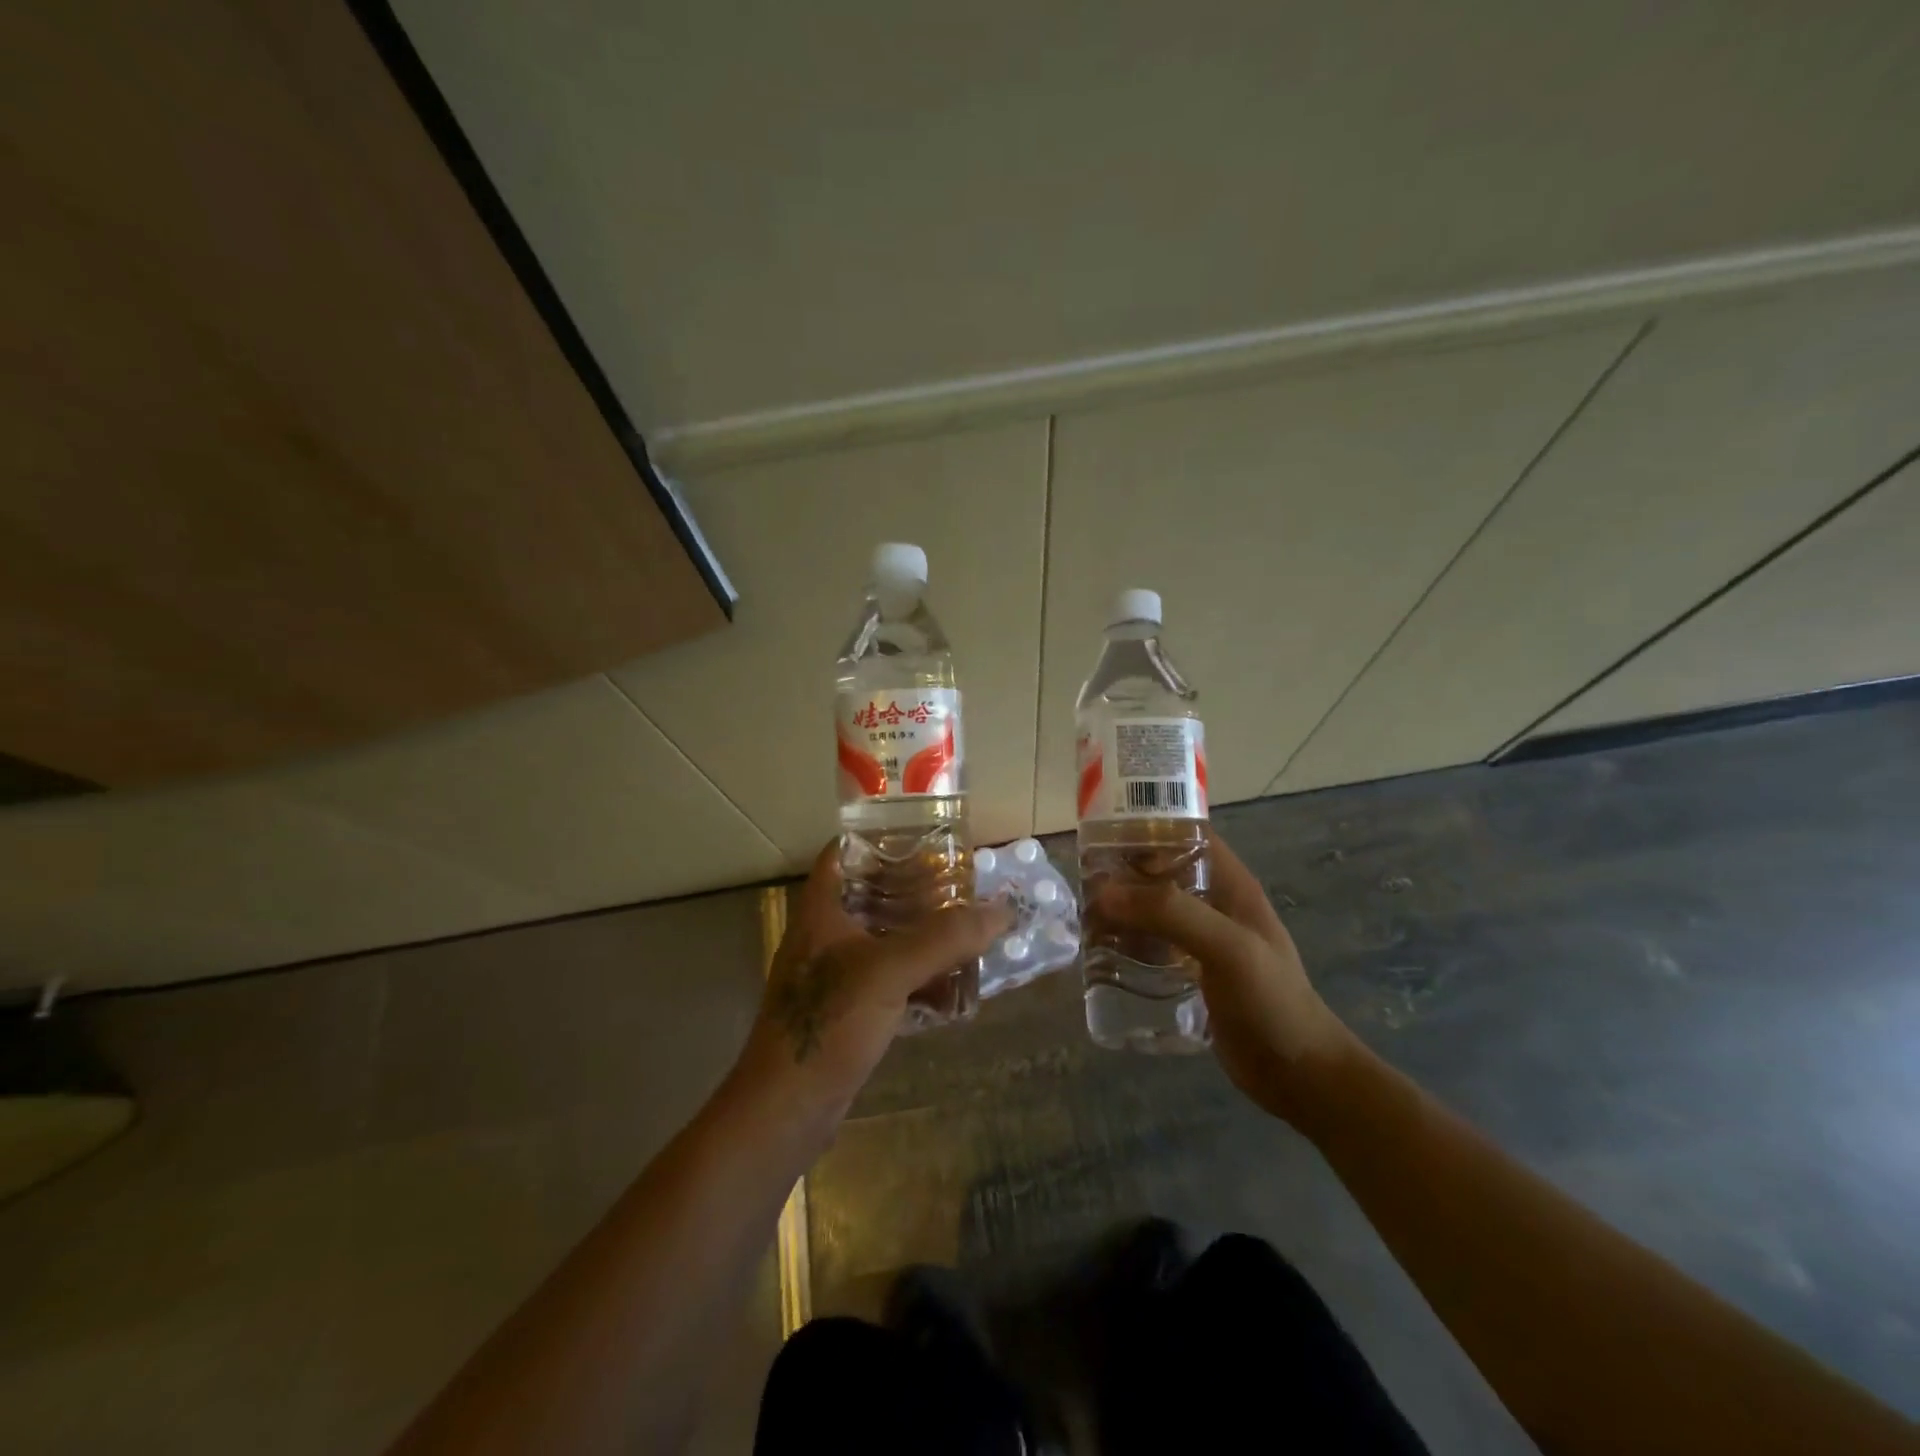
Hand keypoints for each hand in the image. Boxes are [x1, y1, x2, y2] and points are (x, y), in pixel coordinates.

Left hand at [735, 842, 1013, 1117]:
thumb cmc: (828, 1023)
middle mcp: (826, 936)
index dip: (881, 838)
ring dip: (924, 938)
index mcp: (822, 910)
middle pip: (873, 895)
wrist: (786, 1110)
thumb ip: (945, 938)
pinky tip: (955, 991)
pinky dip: (920, 981)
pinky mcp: (848, 1011)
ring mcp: (836, 976)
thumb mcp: (889, 971)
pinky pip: (891, 982)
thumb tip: (1001, 910)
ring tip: (969, 930)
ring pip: (886, 941)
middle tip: (963, 885)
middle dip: (917, 891)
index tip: (926, 836)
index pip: (845, 852)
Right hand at [1094, 832, 1358, 1125]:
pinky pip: (1152, 947)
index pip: (1188, 834)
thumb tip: (1104, 892)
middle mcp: (1215, 905)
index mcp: (1231, 885)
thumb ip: (1171, 913)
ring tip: (1084, 917)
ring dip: (1122, 911)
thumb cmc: (1271, 1001)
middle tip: (1082, 882)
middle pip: (1162, 872)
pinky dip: (1127, 944)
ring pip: (1154, 911)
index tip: (1104, 833)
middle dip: (1124, 872)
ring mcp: (1202, 942)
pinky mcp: (1191, 975)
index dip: (1150, 826)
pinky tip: (1101, 955)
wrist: (1299, 1076)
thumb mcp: (1227, 947)